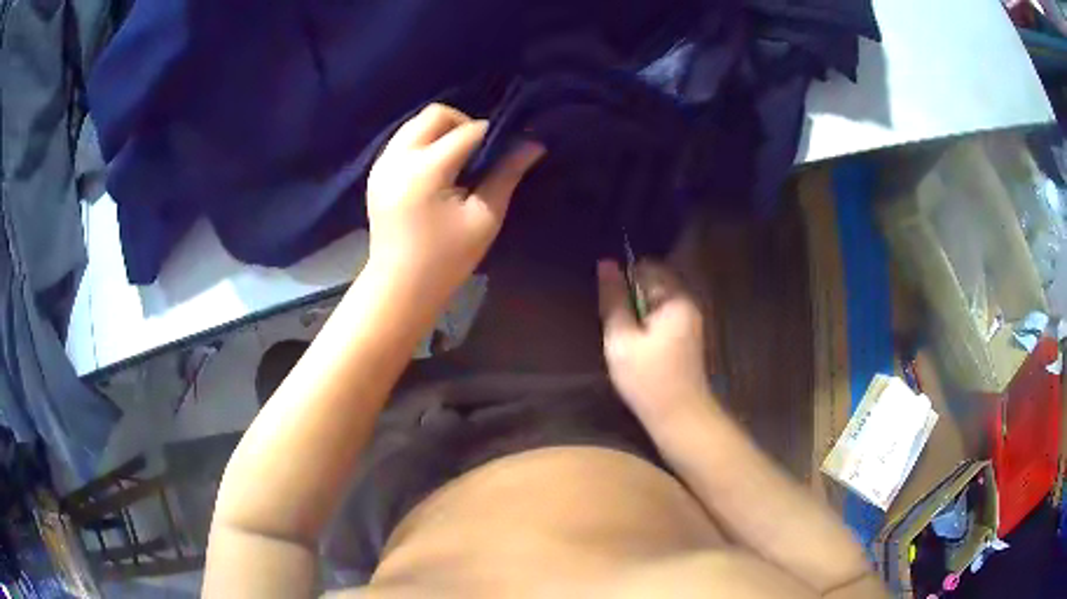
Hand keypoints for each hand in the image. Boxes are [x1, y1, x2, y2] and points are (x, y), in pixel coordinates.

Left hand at [366, 104, 543, 302]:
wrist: (399, 286)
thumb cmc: (446, 259)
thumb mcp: (484, 218)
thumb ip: (506, 174)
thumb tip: (533, 143)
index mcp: (425, 170)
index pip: (467, 132)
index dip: (493, 134)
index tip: (510, 145)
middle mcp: (397, 158)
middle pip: (435, 115)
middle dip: (463, 123)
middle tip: (480, 151)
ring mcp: (381, 164)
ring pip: (415, 123)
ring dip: (442, 131)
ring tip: (459, 159)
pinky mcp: (376, 173)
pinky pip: (403, 140)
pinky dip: (423, 142)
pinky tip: (437, 168)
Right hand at [597, 259, 711, 422]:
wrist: (679, 416)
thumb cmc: (648, 379)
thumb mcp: (622, 339)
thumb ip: (613, 300)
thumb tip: (606, 263)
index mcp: (675, 299)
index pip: (647, 267)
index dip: (624, 278)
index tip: (610, 301)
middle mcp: (688, 303)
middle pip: (653, 282)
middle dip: (631, 296)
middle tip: (616, 324)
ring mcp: (690, 320)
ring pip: (656, 301)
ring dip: (637, 312)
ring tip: (624, 336)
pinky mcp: (687, 335)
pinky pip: (662, 316)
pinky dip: (647, 324)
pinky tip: (638, 346)